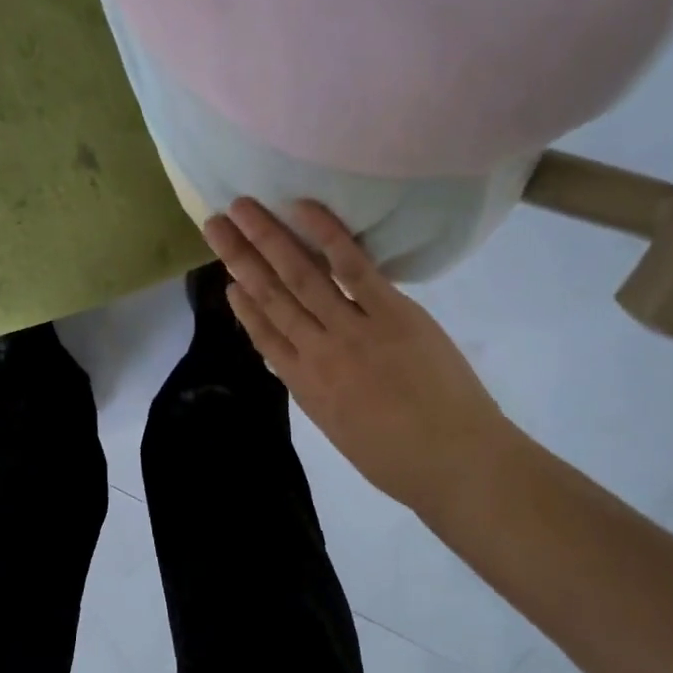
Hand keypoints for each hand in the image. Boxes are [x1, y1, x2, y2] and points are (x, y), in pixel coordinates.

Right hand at [204, 200, 520, 515]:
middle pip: (271, 296)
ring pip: (301, 276)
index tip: (227, 279)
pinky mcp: (393, 313)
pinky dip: (327, 236)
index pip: (263, 336)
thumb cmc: (400, 460)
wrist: (456, 464)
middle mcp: (318, 352)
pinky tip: (303, 210)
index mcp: (305, 386)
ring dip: (268, 238)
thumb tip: (300, 363)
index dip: (243, 305)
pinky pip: (354, 267)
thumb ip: (318, 392)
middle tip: (215, 222)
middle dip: (240, 257)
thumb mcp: (340, 431)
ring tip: (243, 208)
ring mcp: (353, 329)